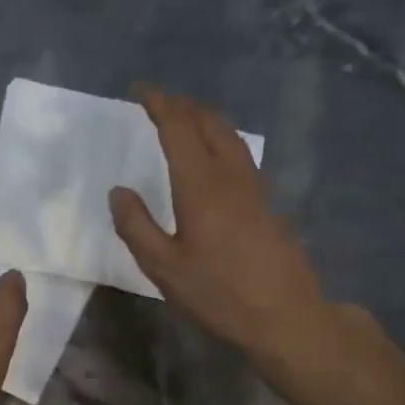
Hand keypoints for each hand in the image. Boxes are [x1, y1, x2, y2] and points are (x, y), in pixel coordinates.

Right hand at [109, 85, 329, 364]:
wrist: (285, 315)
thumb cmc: (219, 293)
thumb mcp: (163, 267)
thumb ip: (136, 226)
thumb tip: (119, 191)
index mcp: (200, 184)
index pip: (178, 127)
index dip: (158, 103)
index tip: (139, 90)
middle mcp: (230, 175)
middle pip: (209, 122)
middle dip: (182, 105)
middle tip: (158, 103)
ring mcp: (254, 187)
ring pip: (229, 135)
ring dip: (204, 119)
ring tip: (183, 121)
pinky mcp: (266, 203)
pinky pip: (239, 154)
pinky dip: (219, 140)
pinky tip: (212, 158)